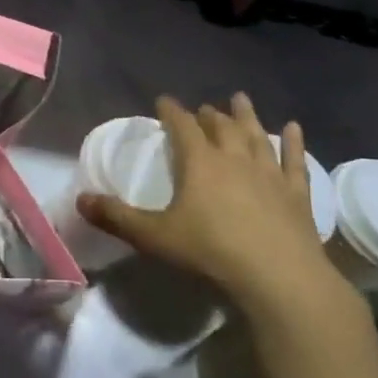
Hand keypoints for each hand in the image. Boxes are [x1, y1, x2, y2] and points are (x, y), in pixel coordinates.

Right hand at [76, 93, 351, 318]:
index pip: (182, 126)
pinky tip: (294, 128)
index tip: (163, 100)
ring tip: (240, 100)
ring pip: (256, 135)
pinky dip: (294, 142)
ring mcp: (268, 174)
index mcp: (199, 163)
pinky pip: (294, 160)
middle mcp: (234, 158)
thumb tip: (80, 199)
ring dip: (247, 116)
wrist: (279, 277)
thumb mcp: (154, 236)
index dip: (171, 111)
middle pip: (221, 127)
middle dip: (209, 115)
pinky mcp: (296, 193)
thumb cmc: (211, 251)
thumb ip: (117, 217)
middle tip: (203, 108)